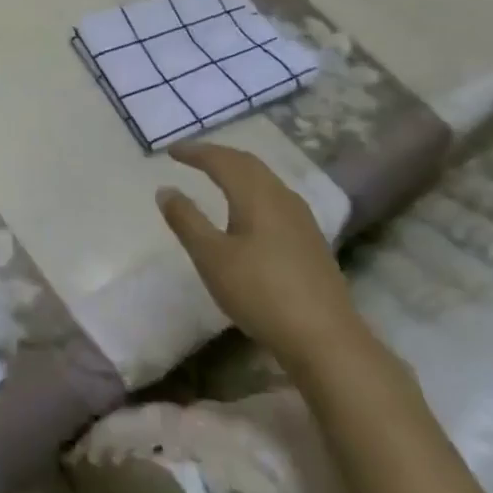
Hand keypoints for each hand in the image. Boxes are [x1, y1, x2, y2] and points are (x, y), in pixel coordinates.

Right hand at [157, 143, 367, 376]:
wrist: (327, 340)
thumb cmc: (261, 293)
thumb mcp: (211, 257)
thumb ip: (186, 220)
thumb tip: (165, 189)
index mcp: (256, 195)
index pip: (222, 160)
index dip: (195, 152)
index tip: (170, 151)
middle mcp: (282, 198)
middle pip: (248, 163)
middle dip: (218, 155)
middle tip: (191, 156)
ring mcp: (302, 220)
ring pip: (265, 180)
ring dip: (237, 171)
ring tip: (216, 176)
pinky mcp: (311, 241)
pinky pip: (275, 198)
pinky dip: (252, 190)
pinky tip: (249, 211)